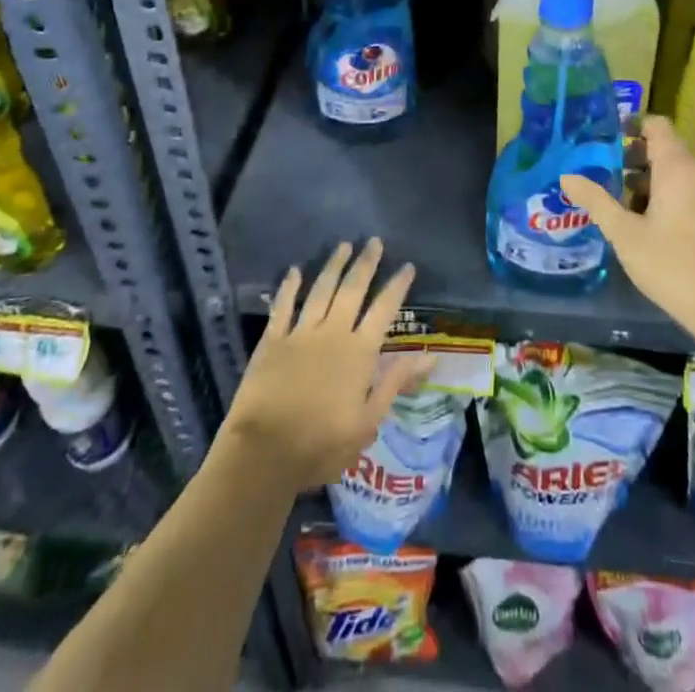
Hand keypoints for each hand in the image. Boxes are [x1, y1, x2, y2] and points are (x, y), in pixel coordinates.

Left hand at [220, 239, 425, 492]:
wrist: (264, 453)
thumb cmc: (322, 444)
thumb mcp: (368, 422)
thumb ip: (395, 383)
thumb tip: (430, 357)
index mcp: (359, 352)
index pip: (384, 310)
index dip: (397, 287)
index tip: (408, 266)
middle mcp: (333, 332)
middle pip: (352, 289)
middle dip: (366, 263)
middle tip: (374, 241)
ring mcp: (301, 333)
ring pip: (321, 290)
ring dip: (333, 266)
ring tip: (344, 245)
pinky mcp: (273, 341)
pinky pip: (283, 307)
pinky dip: (289, 287)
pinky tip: (295, 270)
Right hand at [563, 115, 694, 339]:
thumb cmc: (672, 266)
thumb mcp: (625, 235)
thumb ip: (596, 201)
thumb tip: (566, 176)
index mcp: (678, 167)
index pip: (656, 126)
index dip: (632, 127)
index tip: (607, 143)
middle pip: (667, 150)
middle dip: (636, 161)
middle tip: (608, 181)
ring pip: (681, 174)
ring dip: (654, 183)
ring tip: (627, 209)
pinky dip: (675, 197)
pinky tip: (657, 228)